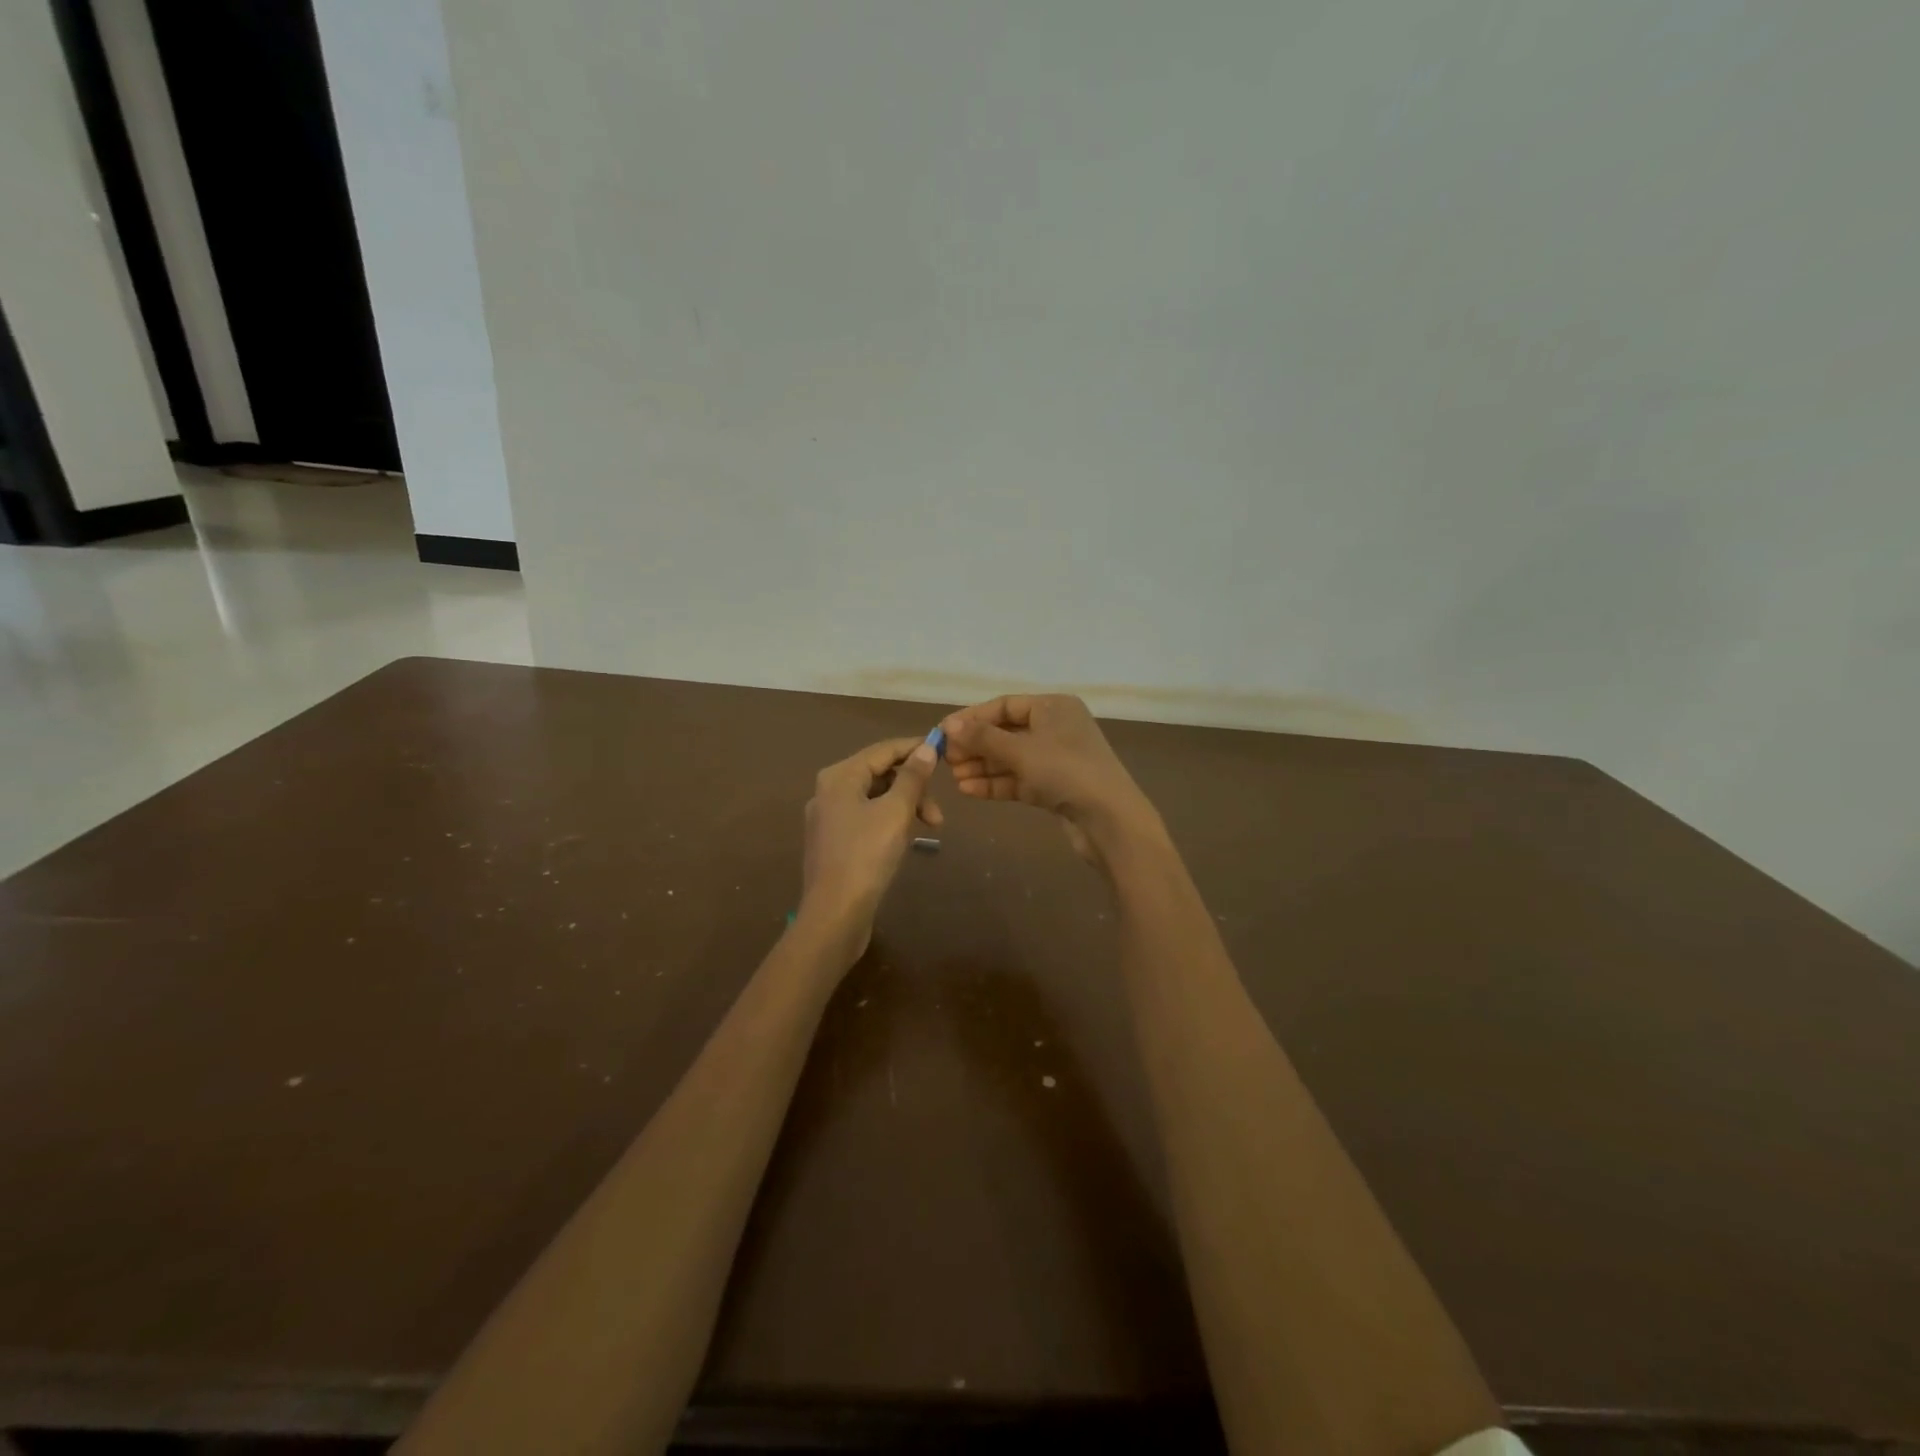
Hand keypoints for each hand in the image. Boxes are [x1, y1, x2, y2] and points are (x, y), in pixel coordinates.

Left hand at [799, 736, 941, 961]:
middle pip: (879, 773)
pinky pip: (866, 818)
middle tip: (938, 815)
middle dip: (913, 787)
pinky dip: (889, 821)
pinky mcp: (833, 842)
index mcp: (840, 776)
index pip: (884, 749)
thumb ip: (913, 778)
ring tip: (928, 829)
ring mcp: (828, 818)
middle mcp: (829, 791)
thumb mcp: (896, 812)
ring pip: (875, 797)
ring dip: (905, 806)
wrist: (835, 914)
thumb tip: (925, 747)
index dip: (915, 748)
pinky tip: (904, 840)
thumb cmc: (867, 856)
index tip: (945, 753)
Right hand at [940, 695, 1159, 865]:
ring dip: (982, 766)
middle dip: (975, 746)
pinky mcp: (1054, 787)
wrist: (1109, 819)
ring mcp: (1056, 759)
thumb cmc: (1065, 771)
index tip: (943, 732)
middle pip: (1006, 732)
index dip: (973, 718)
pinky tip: (968, 791)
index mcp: (1054, 707)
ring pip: (1010, 758)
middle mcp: (1056, 728)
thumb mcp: (1020, 750)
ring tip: (953, 777)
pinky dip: (995, 783)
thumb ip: (982, 737)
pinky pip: (1018, 779)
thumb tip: (948, 726)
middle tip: (945, 759)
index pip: (1005, 705)